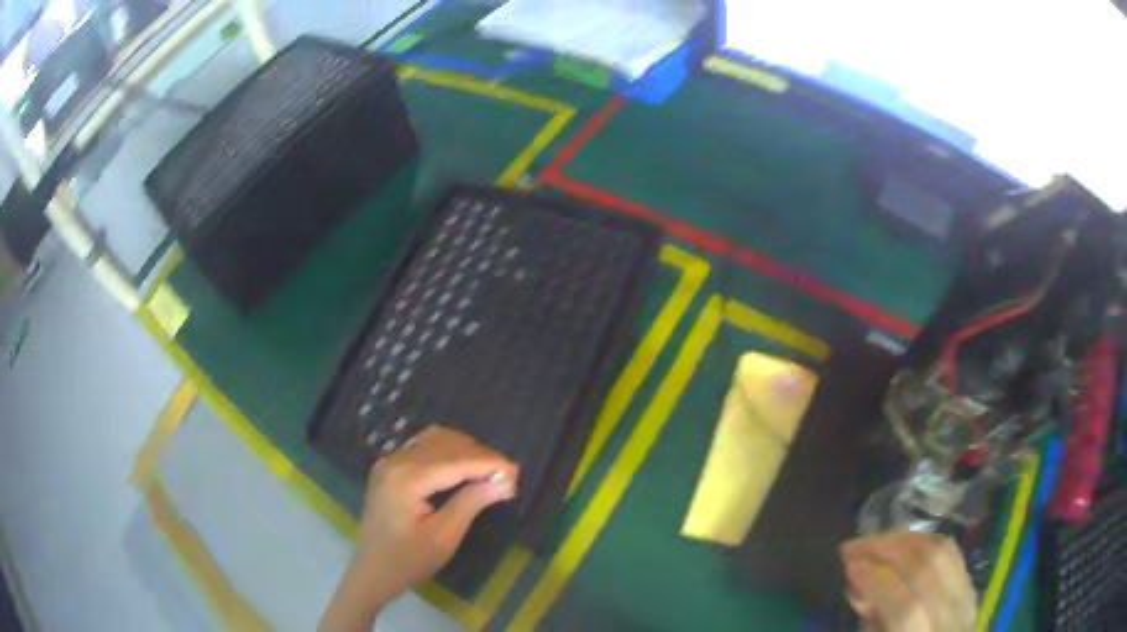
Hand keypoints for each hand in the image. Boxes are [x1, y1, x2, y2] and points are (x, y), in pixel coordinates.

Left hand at [320, 426, 517, 631]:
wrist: (372, 572)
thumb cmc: (409, 561)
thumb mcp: (444, 537)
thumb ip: (471, 503)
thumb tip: (504, 481)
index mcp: (407, 478)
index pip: (455, 461)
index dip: (488, 463)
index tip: (516, 473)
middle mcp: (395, 461)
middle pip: (445, 445)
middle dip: (479, 455)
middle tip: (507, 474)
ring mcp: (389, 462)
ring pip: (434, 441)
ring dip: (464, 450)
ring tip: (489, 470)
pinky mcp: (389, 468)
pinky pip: (422, 448)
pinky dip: (447, 452)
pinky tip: (463, 468)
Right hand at [840, 533, 976, 631]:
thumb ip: (873, 624)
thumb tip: (861, 588)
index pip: (906, 607)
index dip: (877, 582)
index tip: (848, 565)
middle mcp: (953, 617)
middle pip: (927, 569)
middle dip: (887, 551)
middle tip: (855, 545)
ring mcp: (967, 598)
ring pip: (942, 552)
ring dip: (904, 541)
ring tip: (876, 540)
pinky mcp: (971, 585)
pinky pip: (952, 552)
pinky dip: (925, 542)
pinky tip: (903, 544)